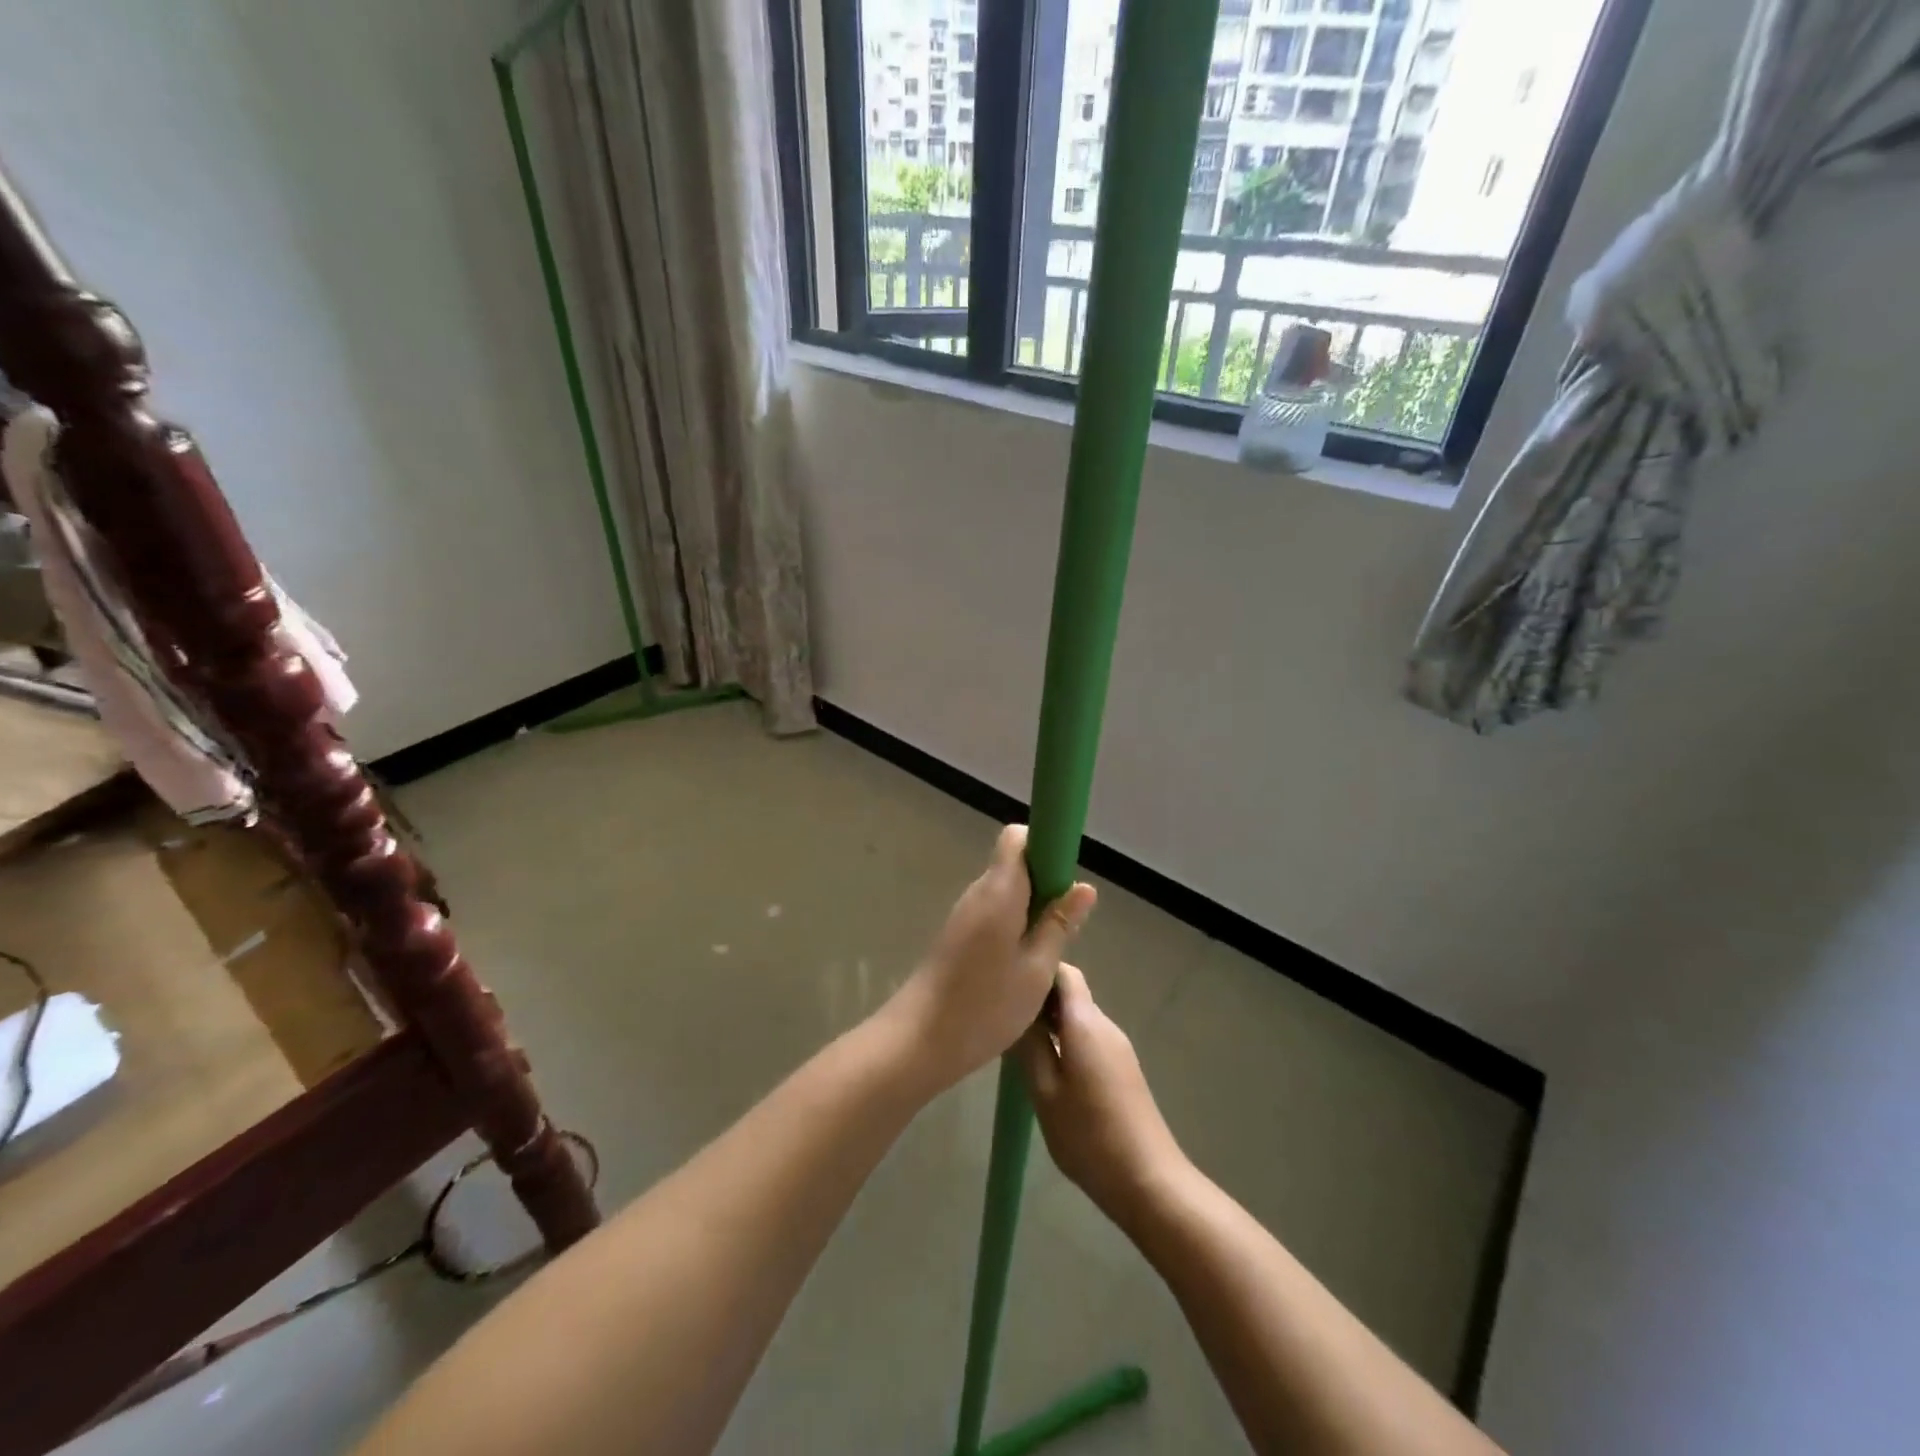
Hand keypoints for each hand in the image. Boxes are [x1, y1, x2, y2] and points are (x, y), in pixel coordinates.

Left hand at [887, 825, 1095, 1093]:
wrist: (921, 1040)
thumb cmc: (986, 1005)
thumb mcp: (1037, 969)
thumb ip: (1059, 924)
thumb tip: (1084, 887)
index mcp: (999, 890)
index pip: (1017, 838)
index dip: (1045, 846)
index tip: (1066, 879)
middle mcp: (978, 892)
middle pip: (1014, 863)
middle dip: (1044, 883)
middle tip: (1065, 924)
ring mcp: (965, 913)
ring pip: (1005, 891)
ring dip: (1031, 908)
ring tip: (1048, 951)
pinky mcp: (958, 934)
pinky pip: (993, 912)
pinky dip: (1013, 925)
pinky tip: (1023, 963)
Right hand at [1017, 964, 1187, 1224]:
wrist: (1149, 1181)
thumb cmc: (1089, 1137)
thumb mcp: (1045, 1093)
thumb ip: (1028, 1046)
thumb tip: (1013, 1011)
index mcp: (1086, 1023)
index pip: (1064, 973)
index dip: (1037, 971)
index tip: (1008, 983)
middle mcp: (1105, 1026)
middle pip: (1070, 993)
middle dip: (1038, 998)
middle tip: (1004, 1016)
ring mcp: (1117, 1047)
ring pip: (1078, 1017)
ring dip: (1050, 1021)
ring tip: (1017, 1041)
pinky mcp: (1122, 1068)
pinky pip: (1088, 1038)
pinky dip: (1064, 1040)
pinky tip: (1045, 1065)